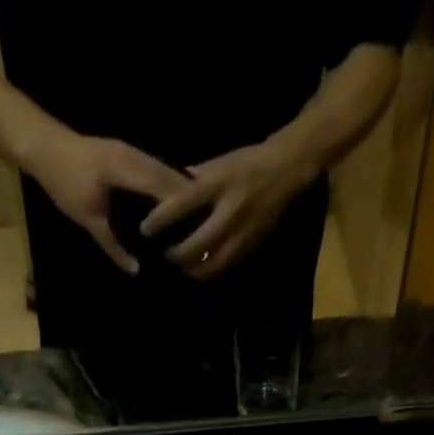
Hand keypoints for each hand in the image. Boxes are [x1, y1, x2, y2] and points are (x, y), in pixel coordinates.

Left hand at [24, 129, 188, 274]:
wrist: (43, 145)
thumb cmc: (63, 182)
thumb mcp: (87, 219)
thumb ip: (112, 245)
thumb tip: (136, 270)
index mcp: (126, 168)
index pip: (163, 186)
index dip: (182, 206)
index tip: (200, 228)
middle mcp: (133, 155)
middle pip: (169, 176)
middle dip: (188, 200)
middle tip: (205, 226)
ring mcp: (131, 151)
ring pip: (164, 170)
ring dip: (179, 192)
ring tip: (196, 217)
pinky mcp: (126, 153)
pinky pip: (154, 169)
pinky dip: (166, 186)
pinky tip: (174, 204)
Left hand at [140, 138, 321, 280]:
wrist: (288, 171)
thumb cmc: (250, 162)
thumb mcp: (221, 162)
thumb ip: (196, 178)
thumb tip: (170, 189)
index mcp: (218, 184)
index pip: (181, 205)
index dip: (160, 220)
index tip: (145, 230)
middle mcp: (229, 212)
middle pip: (195, 246)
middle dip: (177, 256)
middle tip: (165, 256)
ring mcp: (241, 234)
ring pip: (211, 264)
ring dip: (193, 270)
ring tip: (182, 267)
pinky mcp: (251, 248)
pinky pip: (226, 268)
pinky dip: (211, 272)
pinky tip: (202, 270)